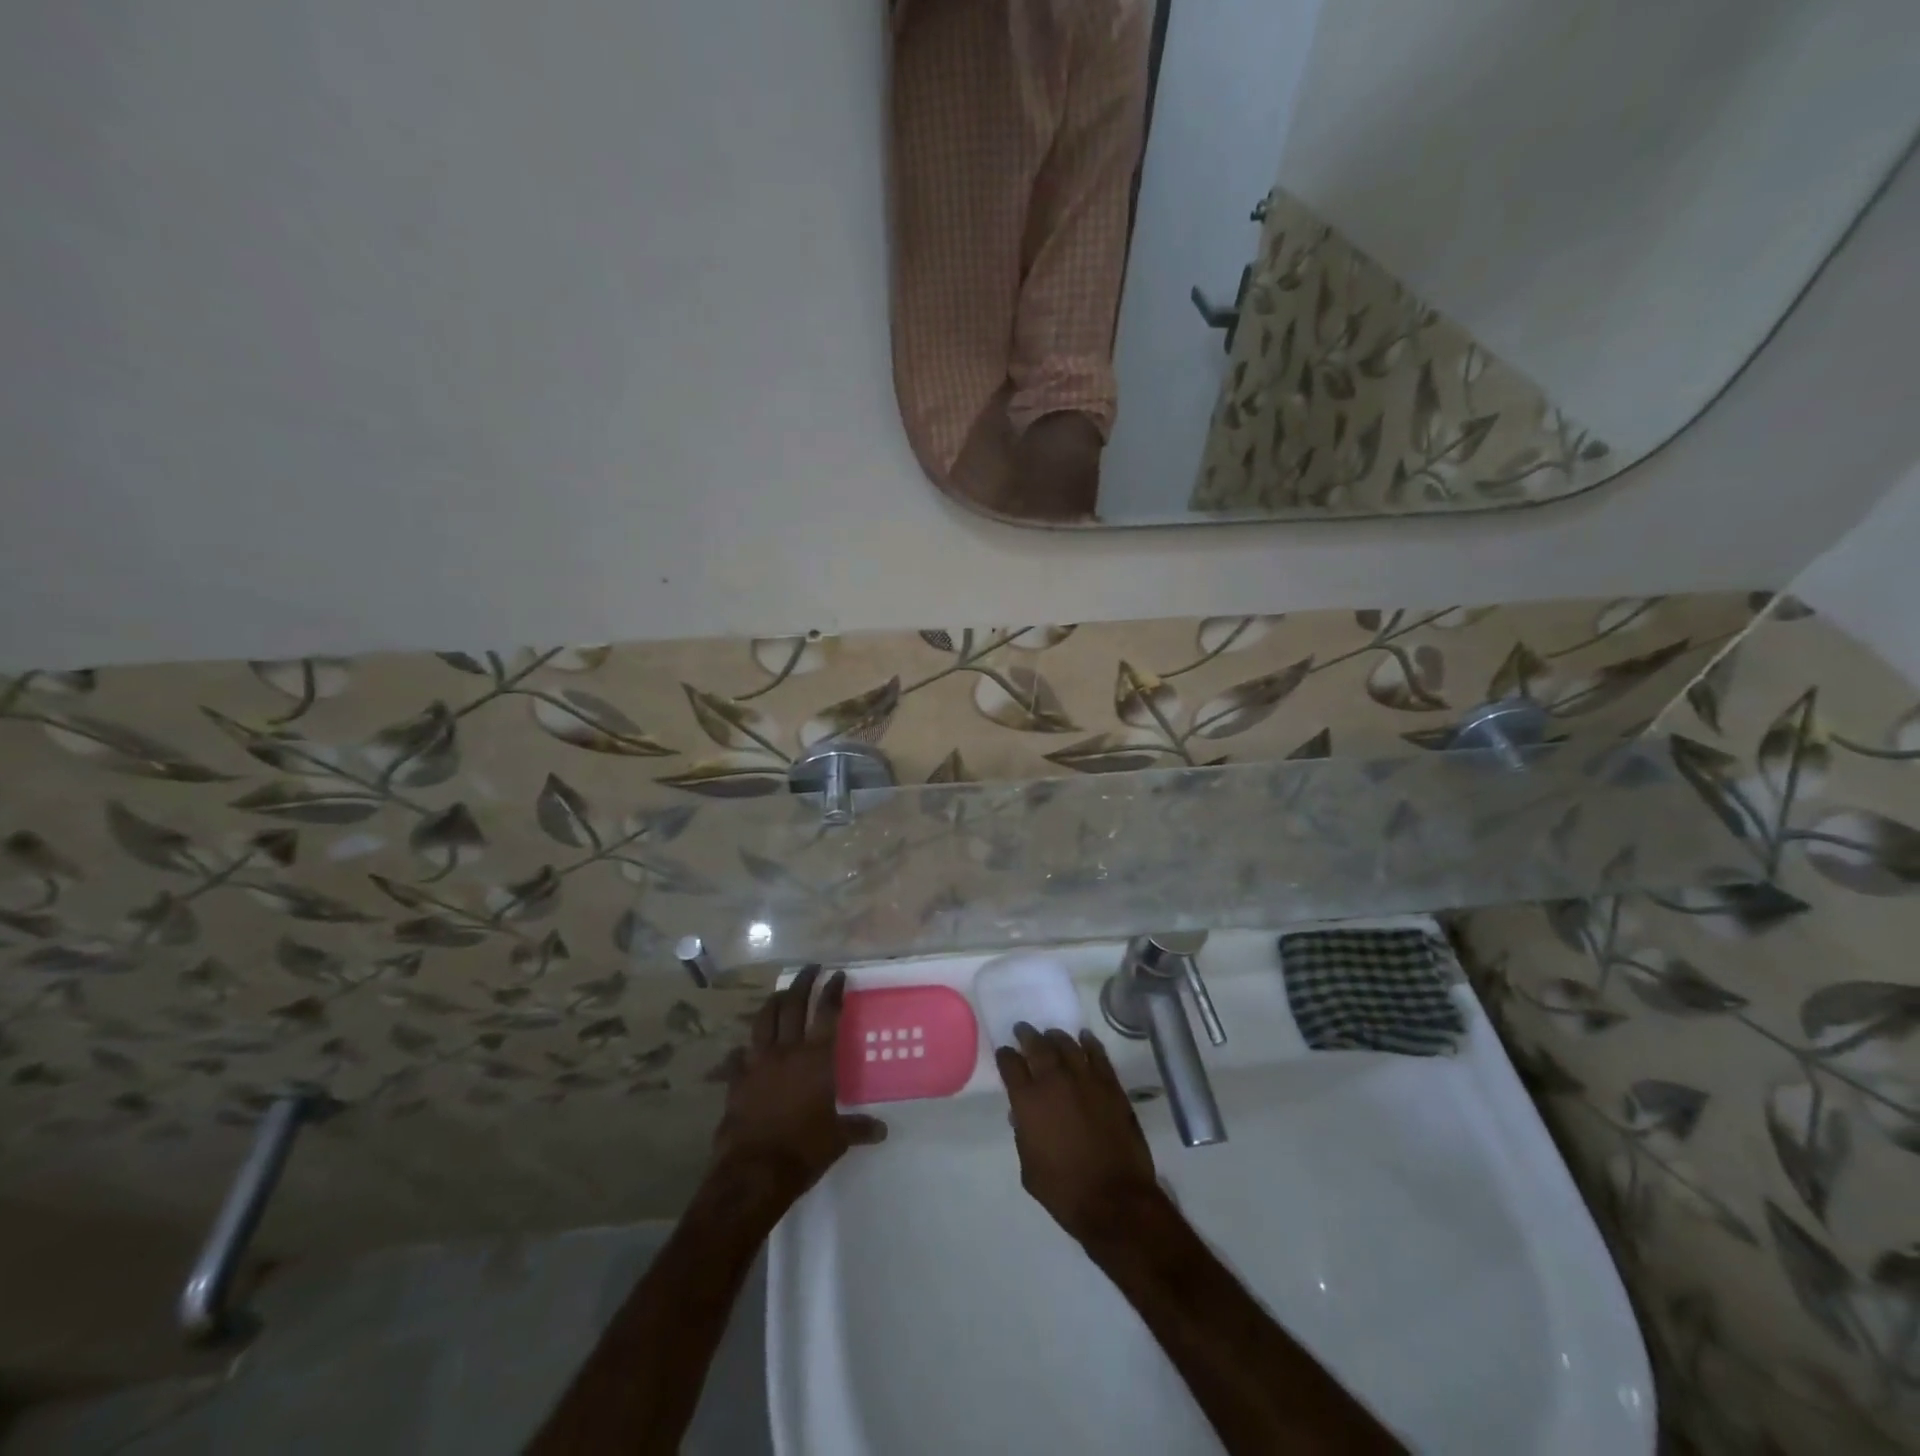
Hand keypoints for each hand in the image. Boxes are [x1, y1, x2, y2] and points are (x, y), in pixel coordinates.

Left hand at [709, 965, 886, 1202]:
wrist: (754, 1171)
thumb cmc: (803, 1149)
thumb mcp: (838, 1139)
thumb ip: (858, 1128)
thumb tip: (882, 1130)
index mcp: (816, 1058)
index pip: (827, 1013)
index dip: (833, 990)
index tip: (837, 974)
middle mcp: (787, 1051)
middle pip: (794, 1005)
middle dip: (803, 982)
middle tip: (810, 968)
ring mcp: (757, 1063)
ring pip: (764, 1020)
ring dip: (773, 1003)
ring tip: (780, 994)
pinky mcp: (736, 1080)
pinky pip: (739, 1056)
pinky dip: (745, 1049)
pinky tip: (746, 1049)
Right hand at [994, 1022, 1162, 1243]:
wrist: (1114, 1199)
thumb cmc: (1064, 1190)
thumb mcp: (1029, 1167)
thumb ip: (1023, 1135)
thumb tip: (1022, 1115)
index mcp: (1028, 1101)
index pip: (1011, 1065)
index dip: (1006, 1056)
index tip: (1005, 1053)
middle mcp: (1054, 1081)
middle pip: (1037, 1045)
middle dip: (1027, 1036)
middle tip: (1023, 1030)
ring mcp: (1085, 1079)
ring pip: (1067, 1045)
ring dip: (1056, 1037)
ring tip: (1051, 1035)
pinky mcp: (1111, 1085)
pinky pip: (1098, 1055)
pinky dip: (1089, 1043)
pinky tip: (1084, 1038)